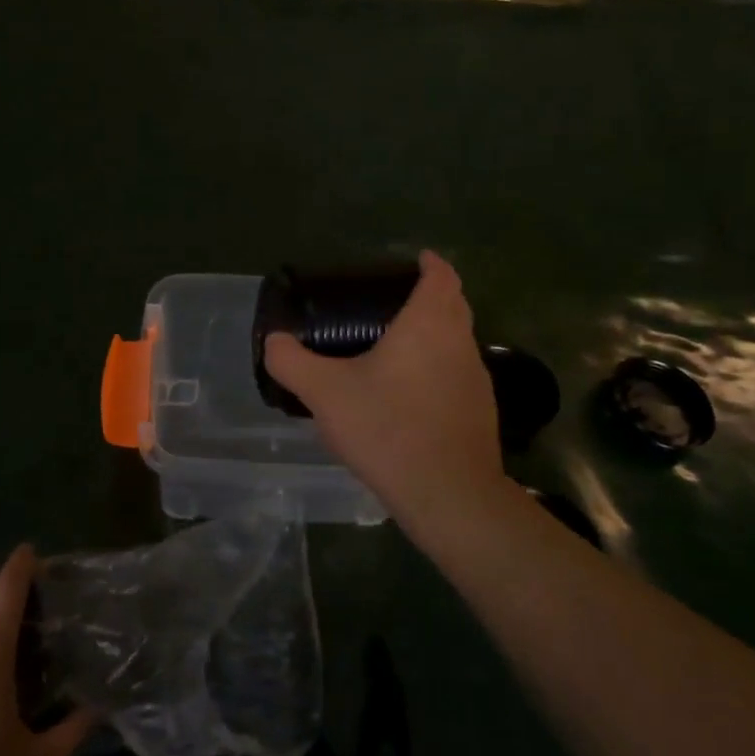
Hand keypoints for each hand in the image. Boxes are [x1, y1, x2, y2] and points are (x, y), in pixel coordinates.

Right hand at [263, 250, 505, 536]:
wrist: (447, 493)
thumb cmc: (387, 428)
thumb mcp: (326, 393)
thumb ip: (292, 362)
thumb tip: (274, 341)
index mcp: (429, 324)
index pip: (442, 275)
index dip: (430, 263)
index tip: (414, 261)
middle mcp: (460, 343)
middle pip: (455, 305)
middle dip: (431, 296)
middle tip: (393, 303)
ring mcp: (476, 379)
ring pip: (458, 342)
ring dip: (436, 336)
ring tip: (397, 348)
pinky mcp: (480, 412)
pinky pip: (459, 376)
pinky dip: (439, 371)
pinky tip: (410, 397)